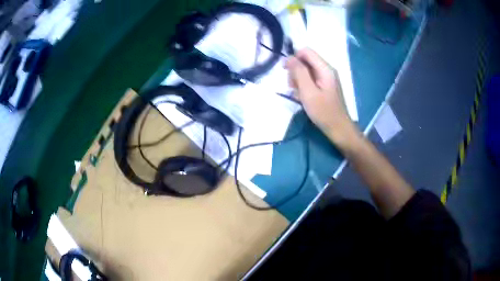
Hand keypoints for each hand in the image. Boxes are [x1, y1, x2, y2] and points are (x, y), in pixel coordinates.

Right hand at [286, 48, 360, 149]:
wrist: (338, 128)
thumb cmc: (324, 112)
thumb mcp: (308, 92)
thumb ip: (299, 72)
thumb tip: (290, 58)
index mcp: (325, 68)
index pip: (306, 51)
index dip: (293, 58)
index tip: (286, 71)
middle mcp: (326, 69)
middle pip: (305, 60)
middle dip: (295, 71)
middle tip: (293, 87)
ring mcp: (326, 78)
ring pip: (306, 70)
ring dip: (298, 80)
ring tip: (298, 94)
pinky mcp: (324, 85)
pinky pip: (310, 79)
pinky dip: (303, 86)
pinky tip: (303, 97)